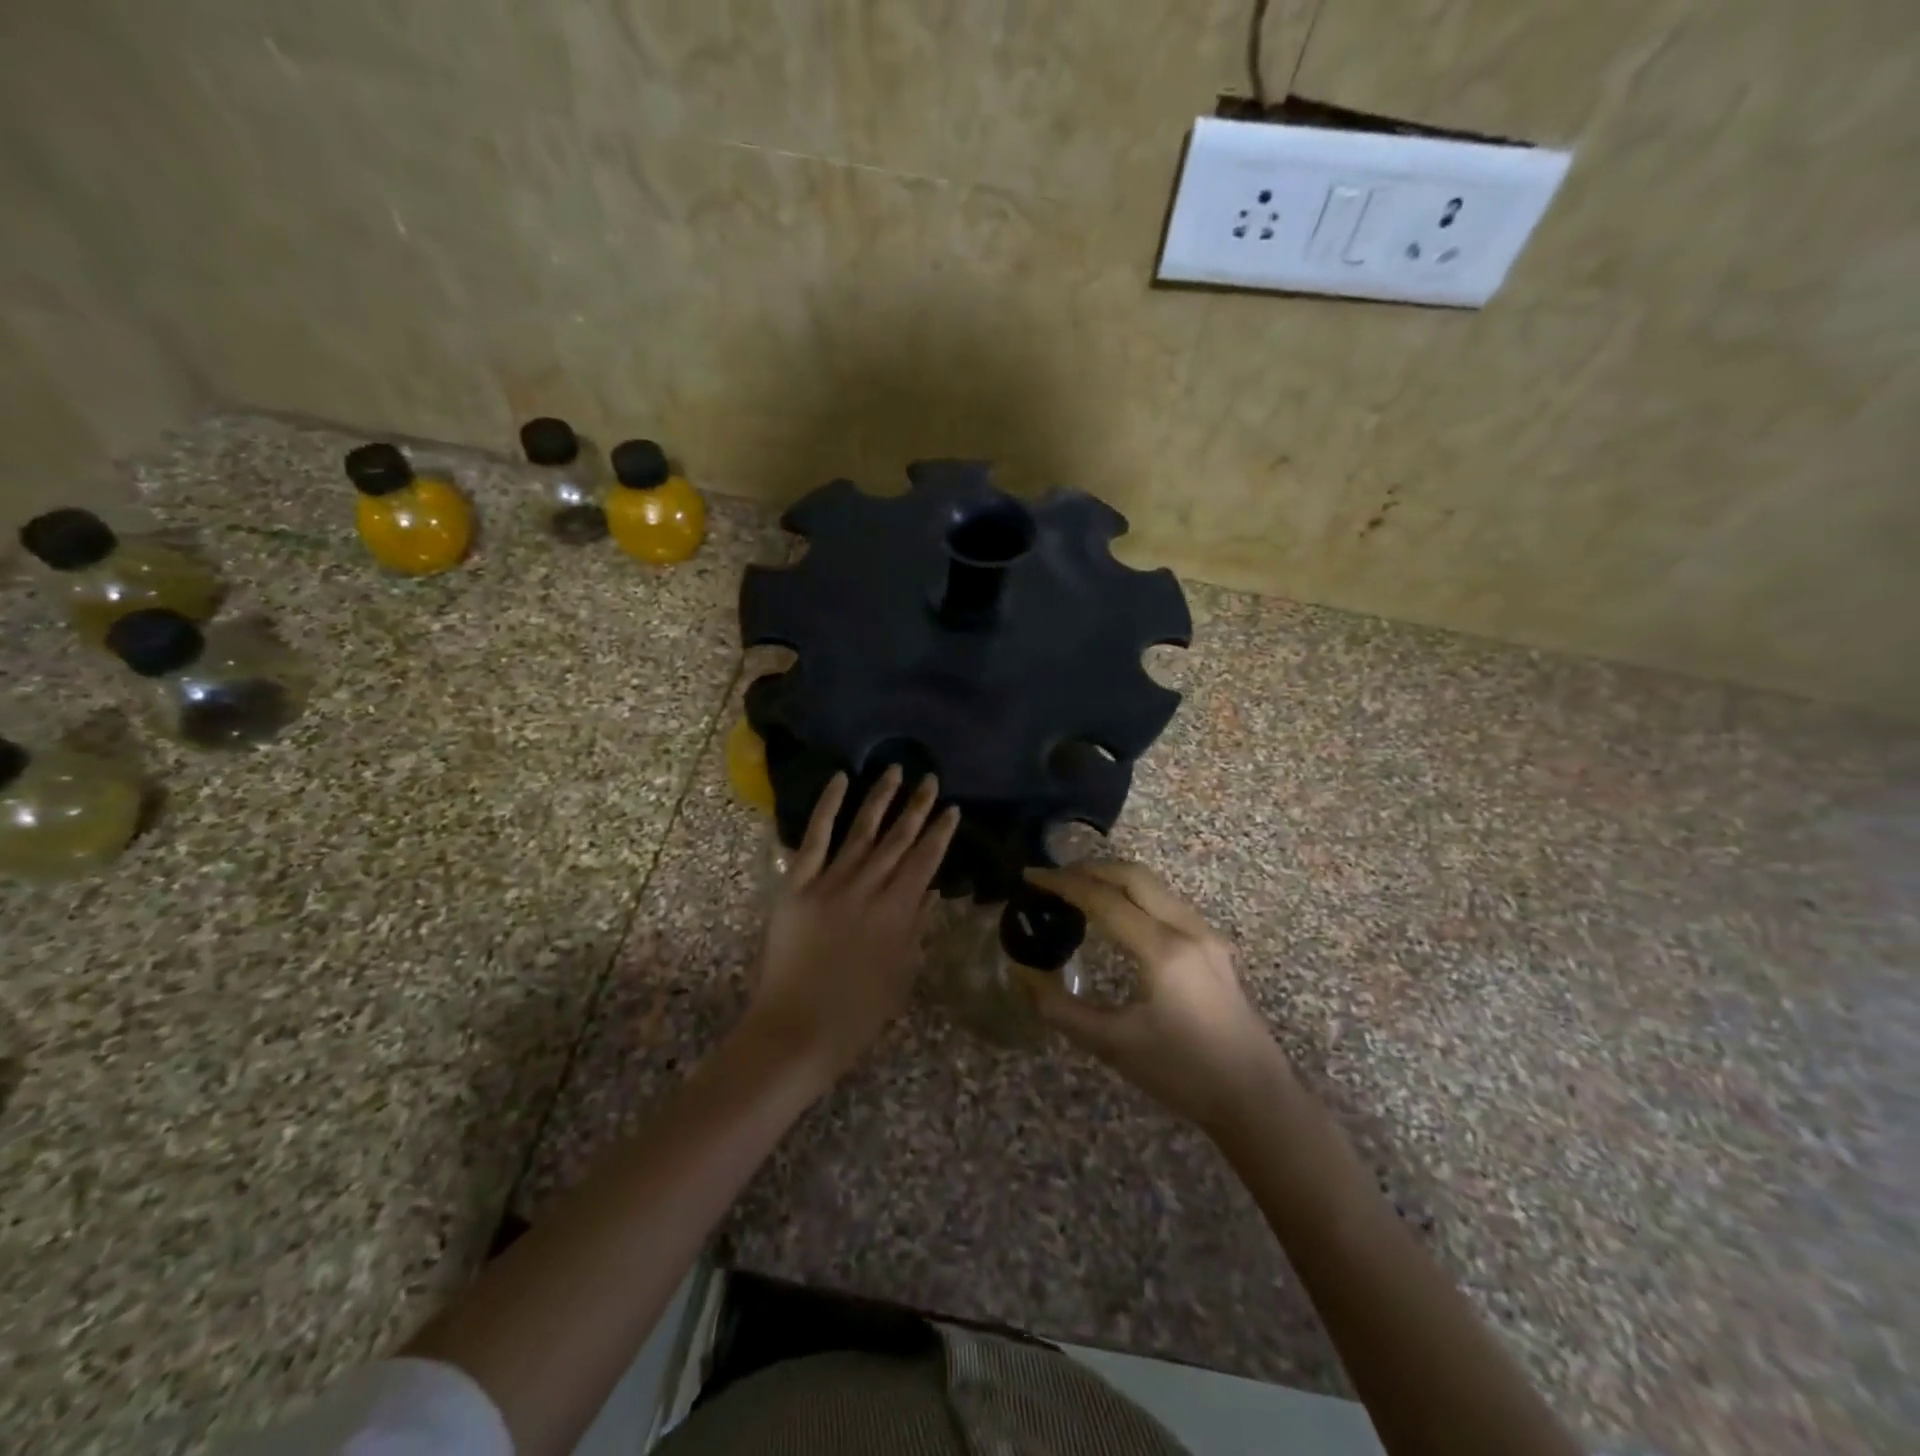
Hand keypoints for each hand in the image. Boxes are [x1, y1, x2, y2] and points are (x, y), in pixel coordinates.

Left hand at [744, 768, 959, 1086]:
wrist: (796, 1031)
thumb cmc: (856, 1014)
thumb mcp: (901, 975)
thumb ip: (917, 929)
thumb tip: (932, 892)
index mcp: (898, 912)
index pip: (925, 861)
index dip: (940, 833)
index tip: (951, 808)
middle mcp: (869, 888)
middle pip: (898, 839)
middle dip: (917, 808)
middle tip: (930, 779)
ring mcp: (831, 882)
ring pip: (862, 830)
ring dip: (881, 799)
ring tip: (895, 771)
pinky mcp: (798, 884)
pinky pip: (815, 838)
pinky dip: (827, 807)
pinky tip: (840, 780)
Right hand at [1018, 861, 1290, 1130]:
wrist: (1256, 1100)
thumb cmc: (1183, 1074)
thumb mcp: (1113, 1045)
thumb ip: (1060, 1007)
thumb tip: (1022, 972)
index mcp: (1163, 950)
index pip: (1104, 899)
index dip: (1063, 883)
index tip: (1031, 877)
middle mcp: (1188, 929)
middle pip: (1133, 876)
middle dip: (1089, 869)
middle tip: (1053, 877)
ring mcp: (1206, 934)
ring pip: (1154, 885)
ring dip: (1113, 879)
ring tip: (1077, 890)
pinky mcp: (1214, 946)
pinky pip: (1166, 902)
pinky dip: (1134, 895)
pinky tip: (1116, 914)